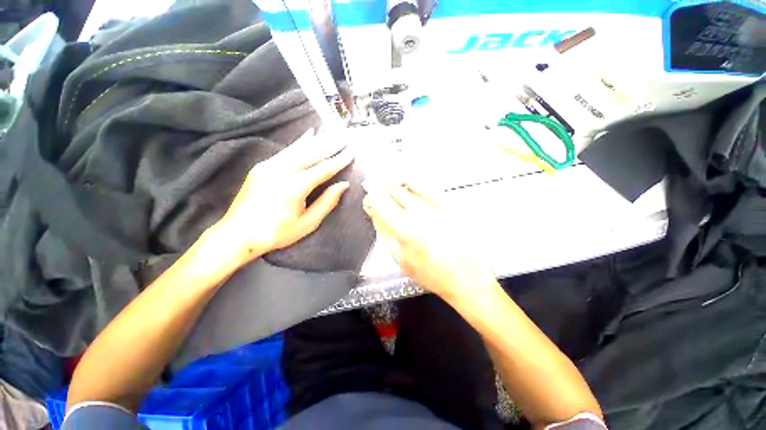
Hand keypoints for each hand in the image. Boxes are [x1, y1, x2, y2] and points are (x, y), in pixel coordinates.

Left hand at [213, 129, 354, 264]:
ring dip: (318, 140)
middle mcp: (282, 171)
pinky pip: (286, 150)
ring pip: (299, 148)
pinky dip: (300, 142)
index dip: (340, 160)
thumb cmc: (276, 233)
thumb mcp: (307, 223)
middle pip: (312, 153)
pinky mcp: (262, 166)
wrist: (237, 234)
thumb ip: (326, 202)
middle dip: (331, 144)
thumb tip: (343, 185)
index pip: (324, 168)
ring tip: (332, 133)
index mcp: (295, 187)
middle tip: (346, 137)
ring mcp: (270, 166)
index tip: (352, 151)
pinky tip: (309, 134)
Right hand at [363, 183, 496, 300]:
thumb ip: (383, 230)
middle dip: (383, 191)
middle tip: (382, 199)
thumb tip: (373, 209)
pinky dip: (414, 184)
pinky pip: (427, 185)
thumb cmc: (429, 272)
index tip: (370, 200)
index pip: (380, 200)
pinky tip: (412, 190)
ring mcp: (436, 204)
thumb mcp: (399, 257)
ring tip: (397, 195)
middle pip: (393, 188)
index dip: (371, 196)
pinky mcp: (449, 203)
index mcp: (404, 228)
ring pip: (409, 184)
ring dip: (398, 186)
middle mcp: (419, 211)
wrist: (466, 275)